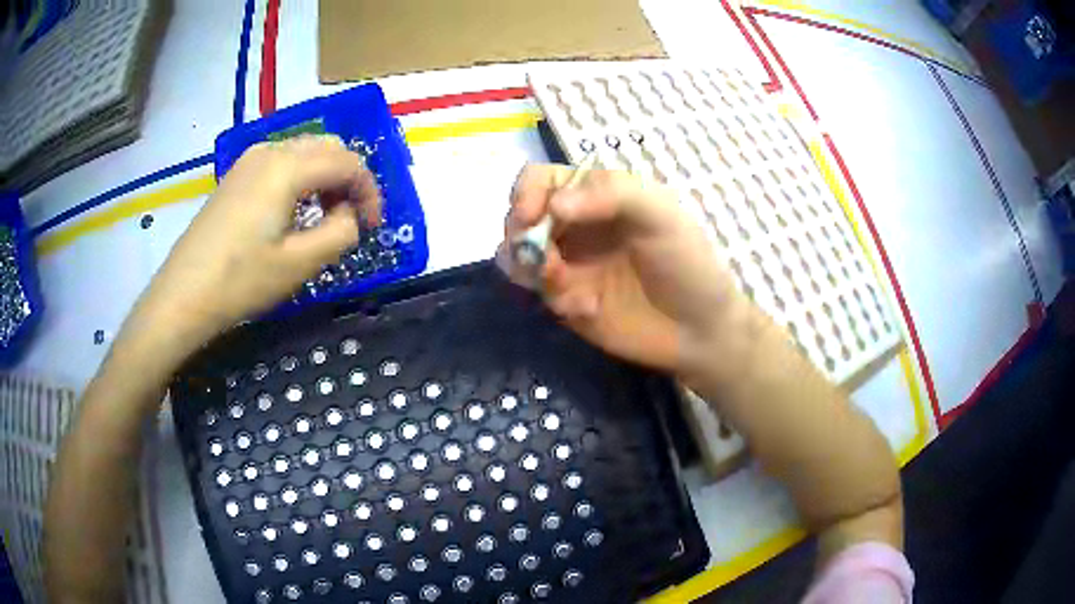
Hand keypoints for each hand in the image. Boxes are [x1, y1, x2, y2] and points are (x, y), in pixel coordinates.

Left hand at [140, 135, 380, 338]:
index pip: (348, 162)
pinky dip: (301, 179)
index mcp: (289, 167)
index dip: (370, 192)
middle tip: (351, 218)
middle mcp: (271, 150)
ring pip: (305, 152)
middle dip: (349, 179)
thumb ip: (341, 232)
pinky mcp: (237, 175)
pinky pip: (282, 162)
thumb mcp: (301, 263)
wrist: (183, 294)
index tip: (374, 225)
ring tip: (325, 217)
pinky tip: (294, 211)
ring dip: (326, 177)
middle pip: (329, 147)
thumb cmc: (241, 281)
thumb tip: (349, 214)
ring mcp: (249, 160)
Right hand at [500, 164, 740, 374]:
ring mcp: (567, 264)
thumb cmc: (686, 263)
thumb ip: (611, 195)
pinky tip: (588, 309)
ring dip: (530, 268)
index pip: (541, 180)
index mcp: (596, 195)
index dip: (526, 192)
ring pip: (516, 256)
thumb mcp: (660, 215)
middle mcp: (575, 225)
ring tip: (562, 286)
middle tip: (547, 259)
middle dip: (521, 236)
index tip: (527, 216)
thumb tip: (553, 205)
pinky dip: (554, 298)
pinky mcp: (564, 301)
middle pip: (519, 217)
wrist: (697, 330)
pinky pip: (536, 294)